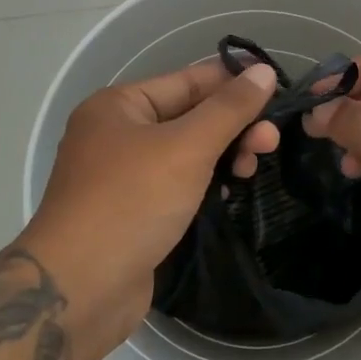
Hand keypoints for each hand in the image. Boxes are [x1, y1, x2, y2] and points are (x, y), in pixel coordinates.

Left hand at [24, 59, 279, 327]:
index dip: (233, 83)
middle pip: (188, 116)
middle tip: (271, 142)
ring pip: (185, 153)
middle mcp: (116, 134)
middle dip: (232, 126)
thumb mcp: (186, 147)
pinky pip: (177, 185)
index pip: (187, 80)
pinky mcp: (133, 213)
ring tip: (254, 168)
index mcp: (117, 105)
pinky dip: (205, 183)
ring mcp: (122, 176)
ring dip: (223, 155)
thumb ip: (229, 108)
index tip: (279, 90)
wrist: (81, 288)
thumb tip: (264, 71)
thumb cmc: (132, 202)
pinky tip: (230, 190)